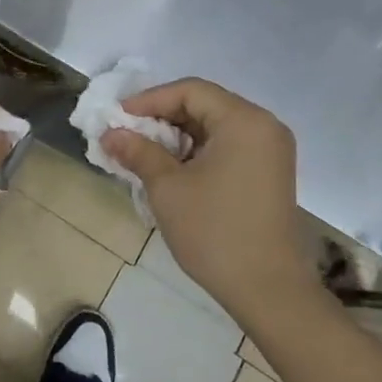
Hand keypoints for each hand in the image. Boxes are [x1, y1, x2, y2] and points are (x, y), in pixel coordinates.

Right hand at [102, 78, 311, 328]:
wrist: (268, 290)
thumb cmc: (215, 232)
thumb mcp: (168, 188)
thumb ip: (138, 152)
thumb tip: (110, 134)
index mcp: (244, 120)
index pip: (191, 91)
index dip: (150, 99)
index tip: (119, 117)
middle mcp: (263, 125)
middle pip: (205, 104)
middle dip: (163, 116)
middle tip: (128, 133)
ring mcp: (271, 150)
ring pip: (215, 126)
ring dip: (178, 134)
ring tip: (144, 152)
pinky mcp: (270, 172)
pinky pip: (228, 145)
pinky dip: (198, 150)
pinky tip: (172, 168)